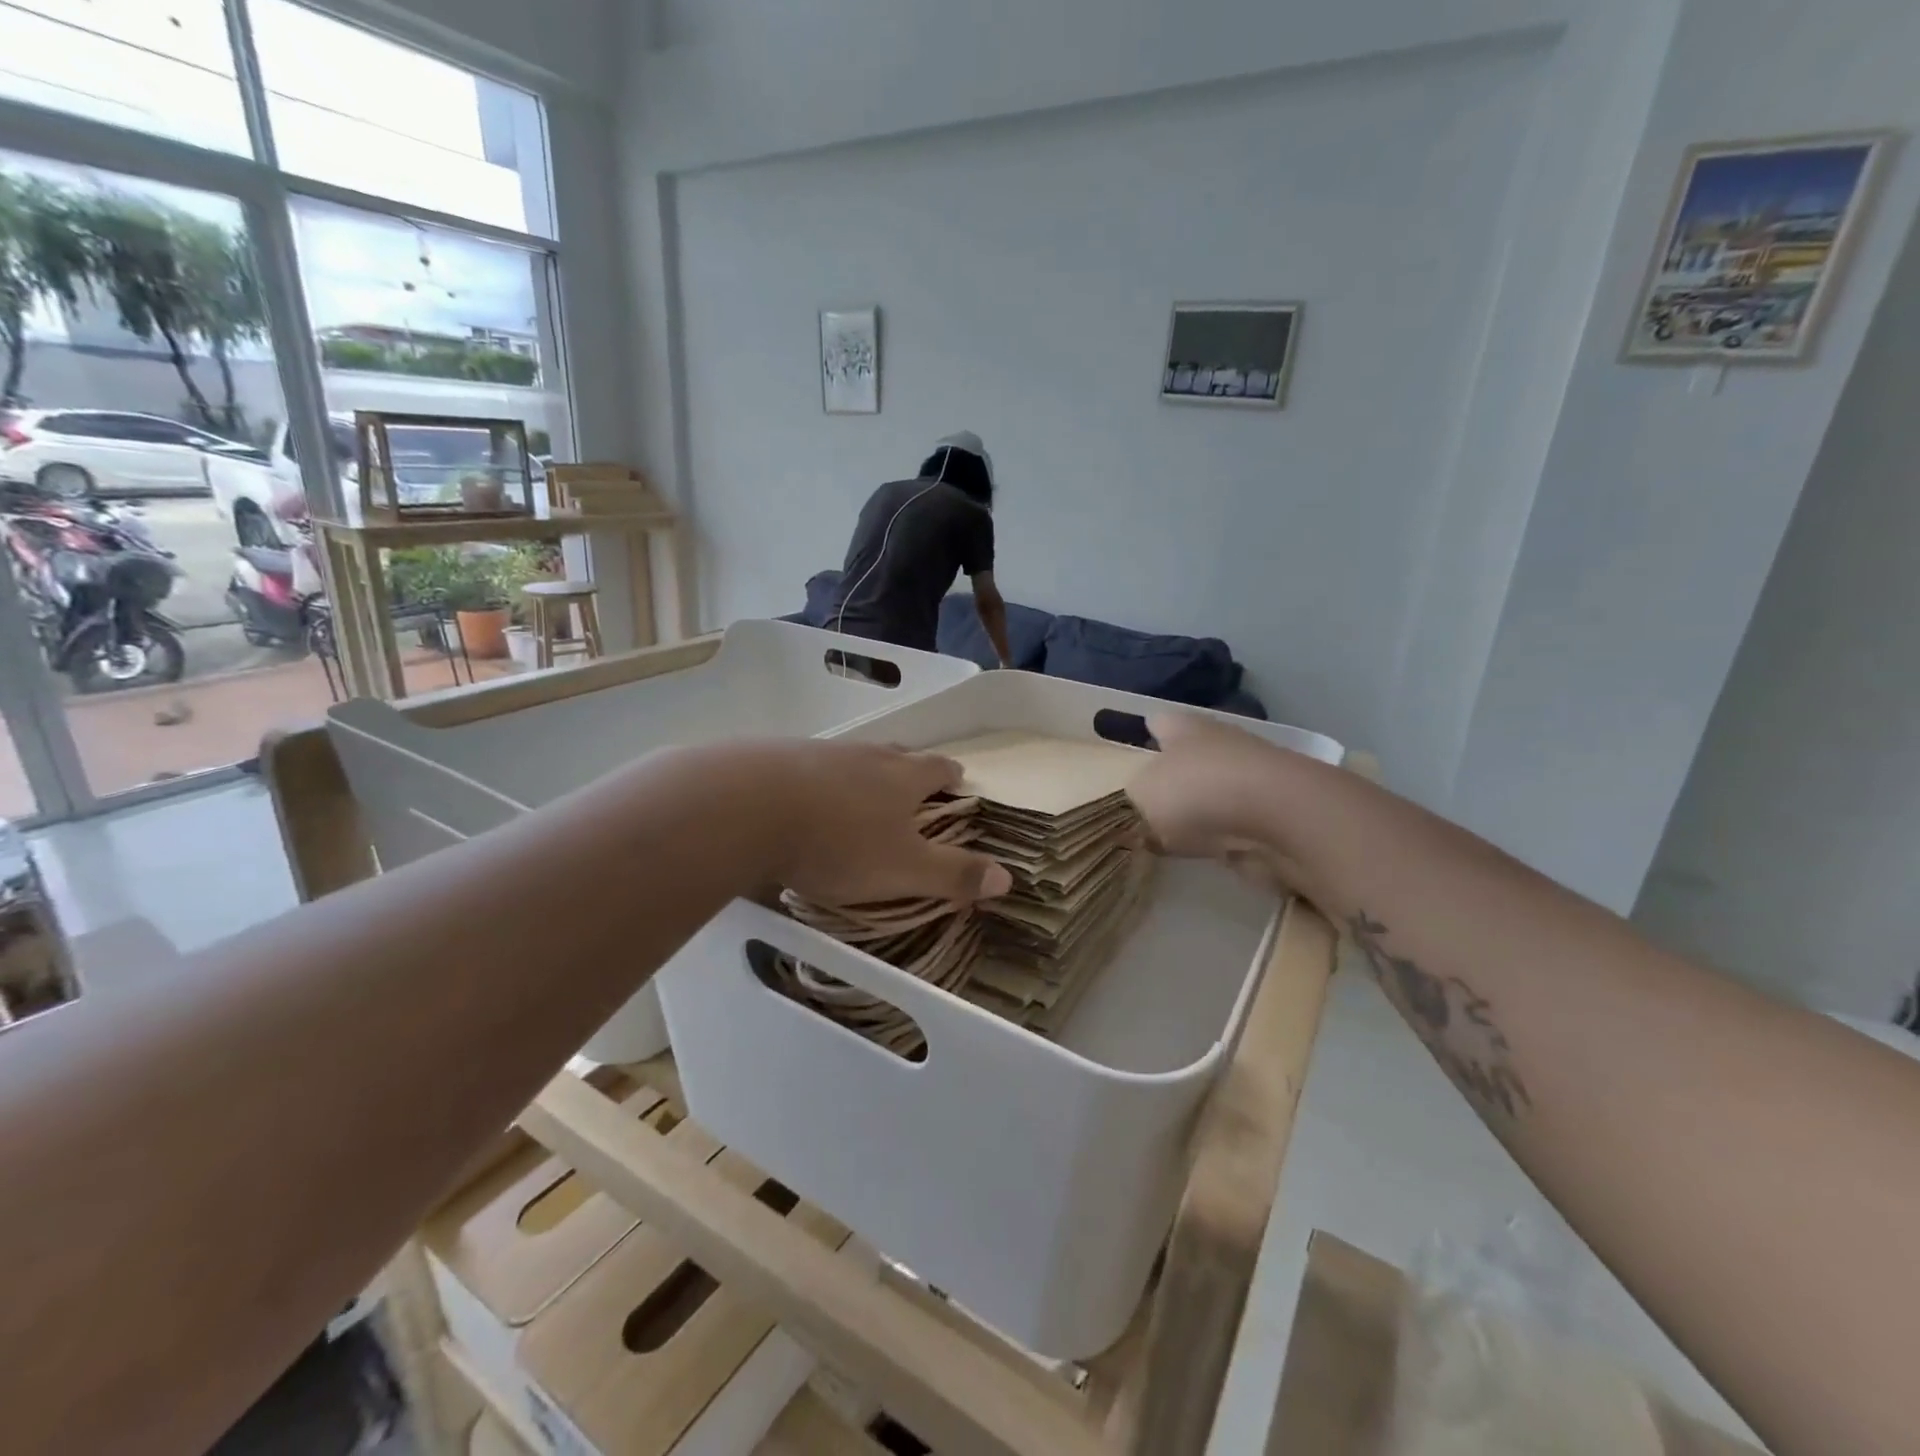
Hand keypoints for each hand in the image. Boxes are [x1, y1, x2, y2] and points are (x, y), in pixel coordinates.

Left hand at [754, 741, 1012, 907]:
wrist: (747, 807)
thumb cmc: (838, 841)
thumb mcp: (903, 869)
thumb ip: (954, 874)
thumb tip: (1008, 877)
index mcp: (902, 776)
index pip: (937, 768)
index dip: (951, 775)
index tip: (957, 781)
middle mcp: (865, 755)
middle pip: (896, 754)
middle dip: (908, 768)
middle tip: (911, 785)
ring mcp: (818, 752)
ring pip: (851, 758)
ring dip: (860, 773)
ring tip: (857, 794)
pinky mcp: (775, 757)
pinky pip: (807, 766)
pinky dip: (814, 780)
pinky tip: (801, 799)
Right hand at [1128, 713, 1303, 894]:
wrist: (1279, 819)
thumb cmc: (1197, 791)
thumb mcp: (1142, 794)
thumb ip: (1133, 798)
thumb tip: (1141, 806)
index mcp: (1183, 728)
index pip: (1157, 722)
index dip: (1144, 734)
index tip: (1129, 751)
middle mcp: (1218, 743)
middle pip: (1187, 756)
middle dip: (1170, 776)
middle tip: (1141, 802)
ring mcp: (1248, 778)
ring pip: (1210, 790)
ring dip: (1194, 809)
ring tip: (1163, 833)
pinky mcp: (1268, 814)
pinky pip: (1229, 824)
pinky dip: (1215, 835)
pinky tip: (1194, 852)